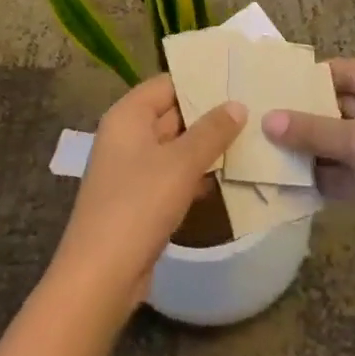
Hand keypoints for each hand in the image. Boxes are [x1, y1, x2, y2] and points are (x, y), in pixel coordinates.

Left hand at [52, 75, 245, 315]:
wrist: (101, 275)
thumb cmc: (138, 205)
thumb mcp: (180, 164)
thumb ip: (211, 132)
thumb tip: (237, 104)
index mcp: (127, 116)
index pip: (167, 84)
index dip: (200, 81)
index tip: (237, 80)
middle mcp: (126, 136)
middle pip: (171, 114)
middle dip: (208, 115)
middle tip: (253, 110)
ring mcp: (131, 169)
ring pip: (174, 147)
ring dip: (206, 147)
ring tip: (251, 140)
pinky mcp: (139, 200)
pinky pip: (172, 176)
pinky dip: (196, 175)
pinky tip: (228, 178)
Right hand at [264, 58, 354, 271]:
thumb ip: (311, 130)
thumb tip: (266, 120)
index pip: (344, 71)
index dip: (311, 76)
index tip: (274, 84)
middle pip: (339, 107)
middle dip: (304, 114)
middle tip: (261, 117)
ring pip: (339, 143)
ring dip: (309, 148)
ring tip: (264, 148)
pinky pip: (345, 174)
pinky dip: (321, 177)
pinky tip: (287, 181)